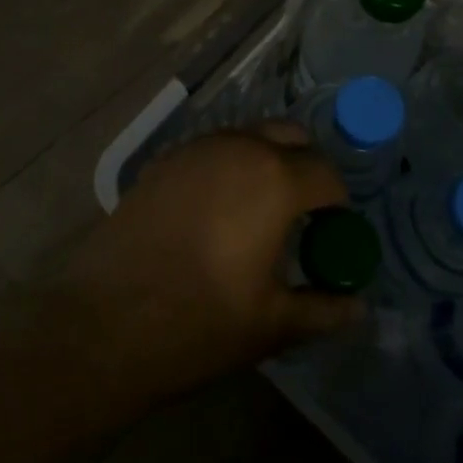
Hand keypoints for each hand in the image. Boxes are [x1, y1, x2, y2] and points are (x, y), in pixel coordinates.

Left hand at [54, 125, 363, 401]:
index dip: (338, 206)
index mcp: (274, 179)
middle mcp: (238, 147)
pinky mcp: (162, 161)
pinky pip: (212, 151)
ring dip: (266, 163)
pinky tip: (215, 213)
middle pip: (290, 138)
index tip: (332, 236)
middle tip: (302, 216)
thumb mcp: (272, 325)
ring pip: (248, 138)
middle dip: (305, 168)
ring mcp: (195, 148)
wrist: (102, 323)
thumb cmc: (198, 324)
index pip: (327, 175)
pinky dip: (228, 168)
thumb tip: (359, 309)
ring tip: (259, 214)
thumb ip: (324, 309)